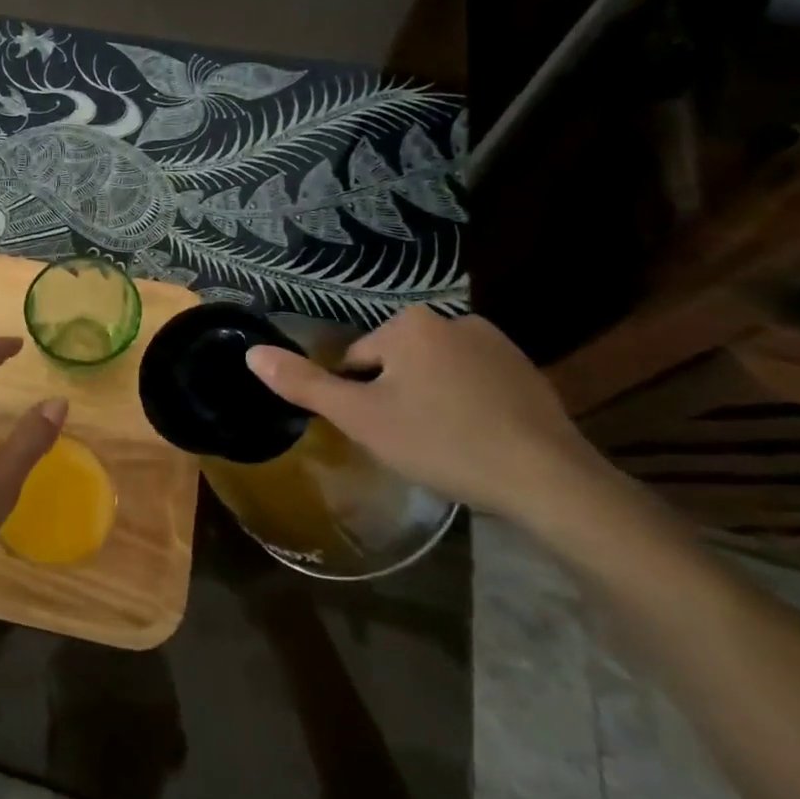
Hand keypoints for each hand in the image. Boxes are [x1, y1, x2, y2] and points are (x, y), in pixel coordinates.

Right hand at [243, 306, 610, 529]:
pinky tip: (479, 441)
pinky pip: (475, 383)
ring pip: (435, 373)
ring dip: (431, 401)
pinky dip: (468, 406)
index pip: (357, 360)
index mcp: (408, 323)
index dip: (359, 400)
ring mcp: (496, 343)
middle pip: (396, 364)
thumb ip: (304, 384)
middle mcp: (451, 318)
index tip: (381, 433)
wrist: (548, 480)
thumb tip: (251, 352)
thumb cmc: (442, 442)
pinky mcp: (528, 371)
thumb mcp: (360, 418)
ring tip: (446, 445)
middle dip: (396, 398)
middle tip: (412, 442)